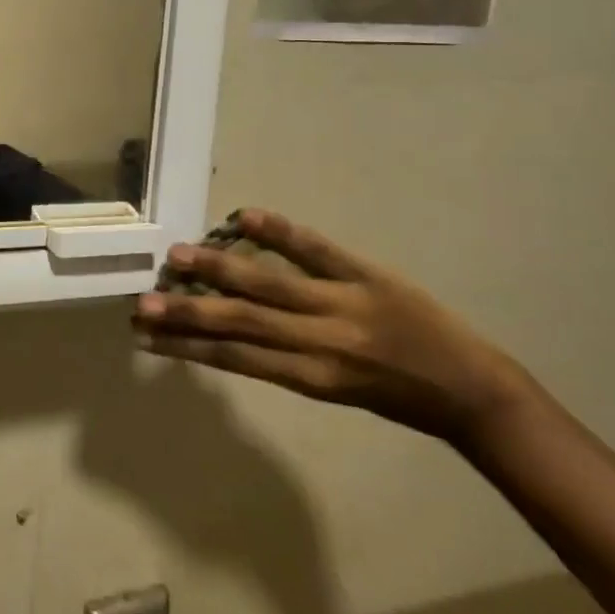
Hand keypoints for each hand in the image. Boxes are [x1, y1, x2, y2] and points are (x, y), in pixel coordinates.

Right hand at [134, 209, 533, 445]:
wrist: (471, 389)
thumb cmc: (395, 396)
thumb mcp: (332, 391)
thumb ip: (280, 360)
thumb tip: (224, 332)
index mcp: (310, 377)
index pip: (234, 358)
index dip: (186, 347)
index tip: (146, 337)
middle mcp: (319, 342)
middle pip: (242, 322)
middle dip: (188, 312)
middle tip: (143, 301)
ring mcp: (343, 303)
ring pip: (269, 284)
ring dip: (219, 270)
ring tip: (176, 256)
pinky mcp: (367, 274)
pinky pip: (316, 250)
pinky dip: (278, 233)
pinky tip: (241, 218)